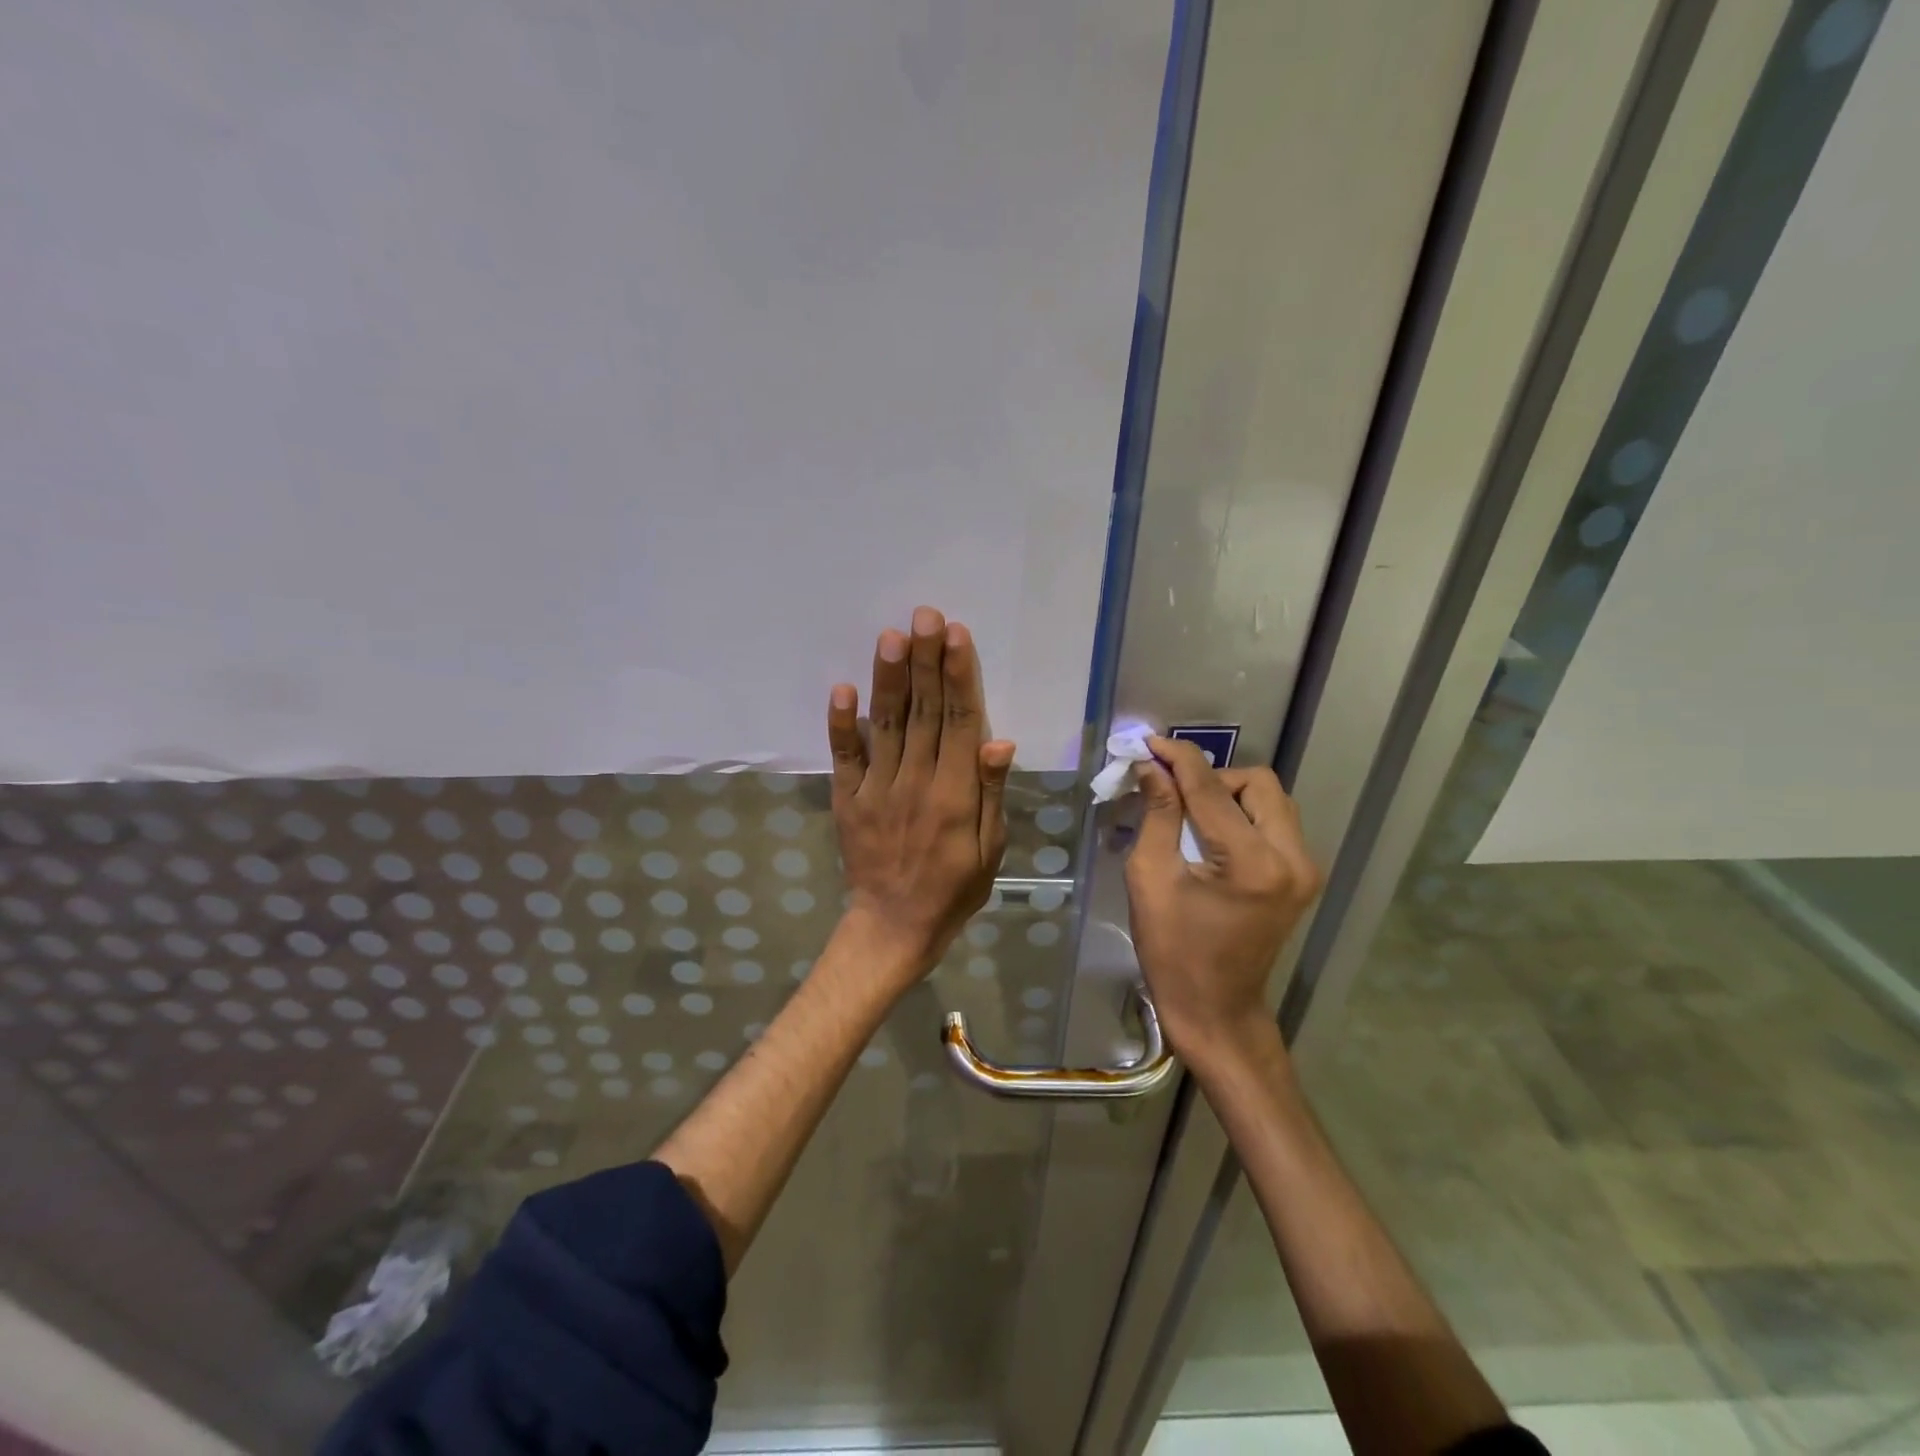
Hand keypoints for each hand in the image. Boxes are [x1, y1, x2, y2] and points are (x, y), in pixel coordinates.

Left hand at [826, 606, 1014, 985]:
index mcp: (955, 794)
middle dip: (925, 661)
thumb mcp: (990, 849)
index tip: (956, 635)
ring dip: (888, 679)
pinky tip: (842, 688)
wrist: (895, 926)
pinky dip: (841, 724)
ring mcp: (877, 789)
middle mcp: (916, 782)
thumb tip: (1000, 742)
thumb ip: (992, 794)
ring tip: (891, 636)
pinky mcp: (848, 799)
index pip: (960, 722)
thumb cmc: (954, 889)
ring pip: (886, 725)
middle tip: (925, 615)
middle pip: (924, 712)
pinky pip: (844, 757)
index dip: (959, 676)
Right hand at [1124, 738, 1322, 1068]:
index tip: (1150, 743)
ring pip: (1272, 799)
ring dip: (1230, 794)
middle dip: (1212, 778)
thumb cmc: (1172, 950)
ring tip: (1191, 812)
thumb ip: (1156, 815)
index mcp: (1251, 863)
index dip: (1179, 759)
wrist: (1215, 1008)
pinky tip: (1213, 832)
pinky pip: (1276, 822)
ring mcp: (1305, 869)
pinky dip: (1244, 814)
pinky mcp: (1303, 877)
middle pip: (1257, 783)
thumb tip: (1151, 767)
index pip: (1212, 789)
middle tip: (1173, 793)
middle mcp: (1292, 859)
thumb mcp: (1150, 878)